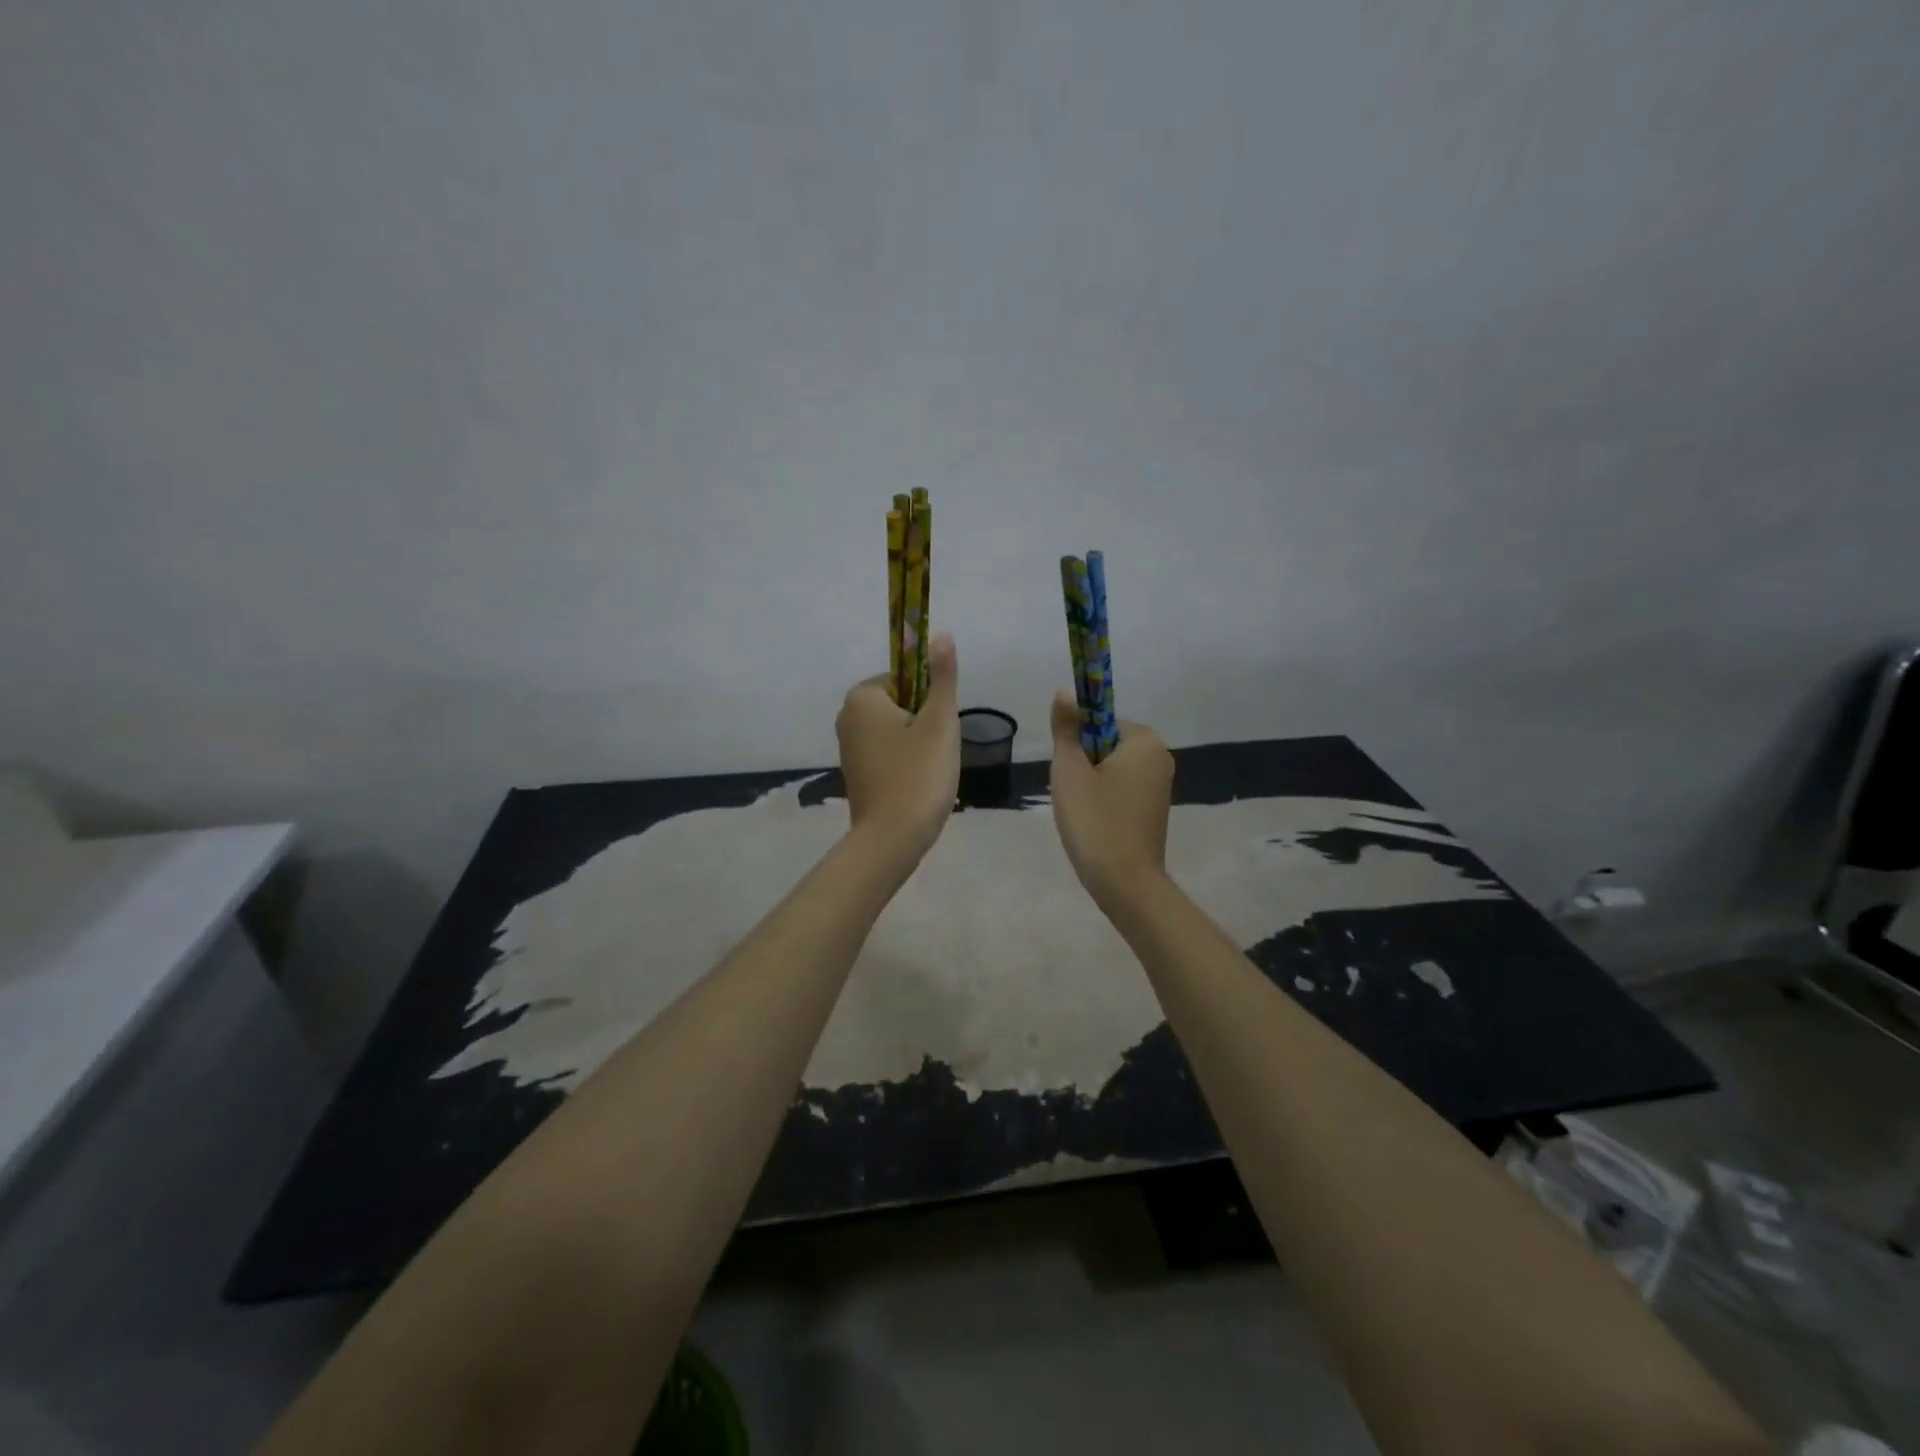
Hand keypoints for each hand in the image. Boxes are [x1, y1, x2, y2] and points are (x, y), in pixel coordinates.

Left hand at [836, 634, 960, 861]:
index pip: (905, 678)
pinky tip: (918, 785)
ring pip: (896, 731)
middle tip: (937, 751)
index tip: (938, 727)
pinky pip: (888, 754)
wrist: (892, 839)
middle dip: (924, 723)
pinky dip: (906, 764)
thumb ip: (942, 677)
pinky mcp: (855, 774)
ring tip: (929, 770)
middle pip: (900, 703)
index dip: (929, 699)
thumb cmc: (919, 774)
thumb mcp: (939, 721)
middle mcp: (846, 717)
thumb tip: (942, 634)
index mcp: (861, 697)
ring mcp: (848, 748)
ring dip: (918, 745)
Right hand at [1049, 691, 1173, 906]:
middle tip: (1072, 794)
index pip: (1099, 720)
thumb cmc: (1095, 821)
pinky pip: (1120, 789)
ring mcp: (1160, 785)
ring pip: (1110, 768)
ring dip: (1089, 784)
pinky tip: (1094, 823)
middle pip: (1105, 743)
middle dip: (1083, 764)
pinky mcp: (1153, 808)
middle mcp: (1160, 756)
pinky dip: (1102, 800)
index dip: (1076, 741)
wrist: (1125, 883)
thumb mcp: (1070, 770)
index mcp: (1145, 740)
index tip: (1069, 770)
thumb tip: (1064, 693)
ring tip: (1082, 812)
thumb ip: (1065, 729)